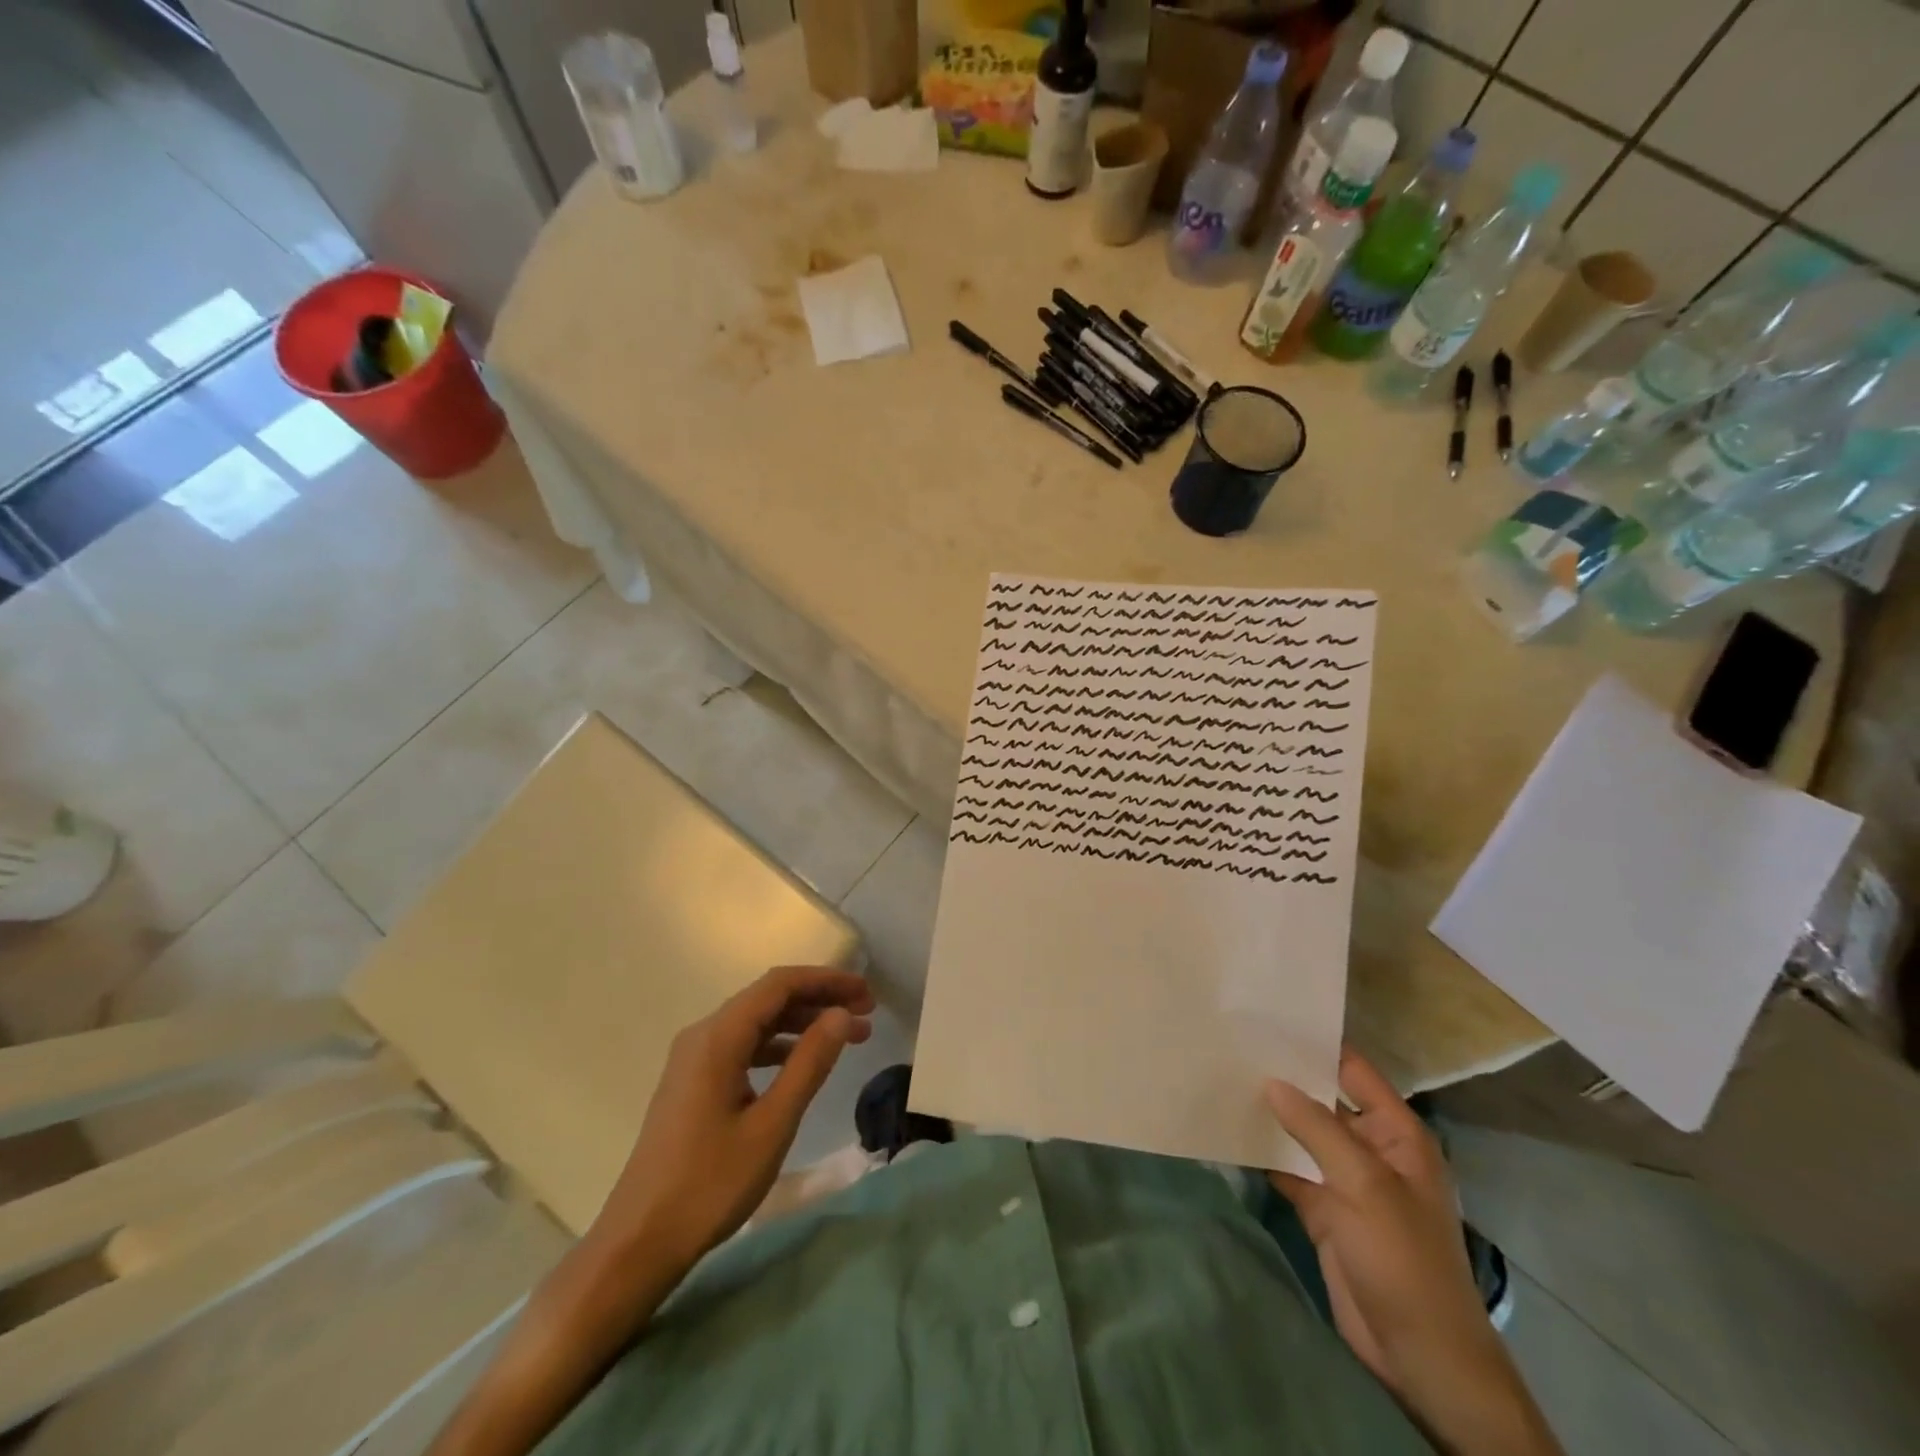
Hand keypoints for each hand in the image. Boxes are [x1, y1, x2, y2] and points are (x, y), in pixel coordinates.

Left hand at [590, 965, 873, 1275]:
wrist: (639, 1242)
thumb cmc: (710, 1184)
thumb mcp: (772, 1124)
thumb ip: (809, 1063)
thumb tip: (842, 1015)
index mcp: (718, 1037)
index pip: (779, 984)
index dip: (827, 980)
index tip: (866, 993)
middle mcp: (703, 1035)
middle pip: (768, 998)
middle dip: (819, 999)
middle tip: (867, 1012)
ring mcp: (694, 1059)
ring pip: (757, 1022)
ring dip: (803, 1023)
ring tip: (848, 1037)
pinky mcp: (693, 1082)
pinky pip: (743, 1046)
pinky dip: (779, 1046)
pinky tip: (804, 1064)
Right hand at [1267, 1050, 1561, 1455]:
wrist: (1418, 1354)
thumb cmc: (1403, 1258)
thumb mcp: (1364, 1184)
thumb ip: (1316, 1128)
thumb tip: (1271, 1081)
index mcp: (1396, 1134)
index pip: (1353, 1071)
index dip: (1316, 1045)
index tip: (1268, 1019)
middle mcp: (1371, 1149)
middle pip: (1323, 1099)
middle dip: (1285, 1077)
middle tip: (1234, 1044)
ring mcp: (1346, 1180)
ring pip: (1303, 1134)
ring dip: (1272, 1114)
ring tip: (1223, 1077)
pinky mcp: (1323, 1209)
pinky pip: (1289, 1168)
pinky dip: (1264, 1153)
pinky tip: (1230, 1130)